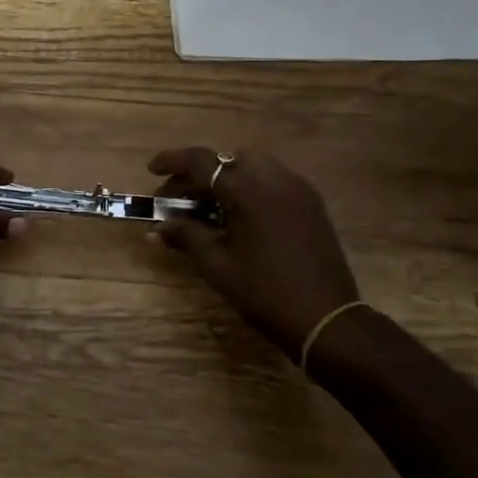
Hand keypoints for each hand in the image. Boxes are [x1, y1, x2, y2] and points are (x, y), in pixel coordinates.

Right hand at [149, 148, 359, 356]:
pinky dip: (250, 188)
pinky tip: (239, 218)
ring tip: (209, 208)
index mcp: (249, 189)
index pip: (202, 162)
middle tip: (180, 199)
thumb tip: (156, 228)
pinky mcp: (311, 204)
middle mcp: (275, 178)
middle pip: (228, 159)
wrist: (326, 318)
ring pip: (253, 166)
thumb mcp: (216, 265)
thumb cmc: (265, 291)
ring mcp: (298, 189)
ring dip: (226, 178)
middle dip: (200, 173)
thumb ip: (185, 237)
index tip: (151, 170)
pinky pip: (273, 181)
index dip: (172, 161)